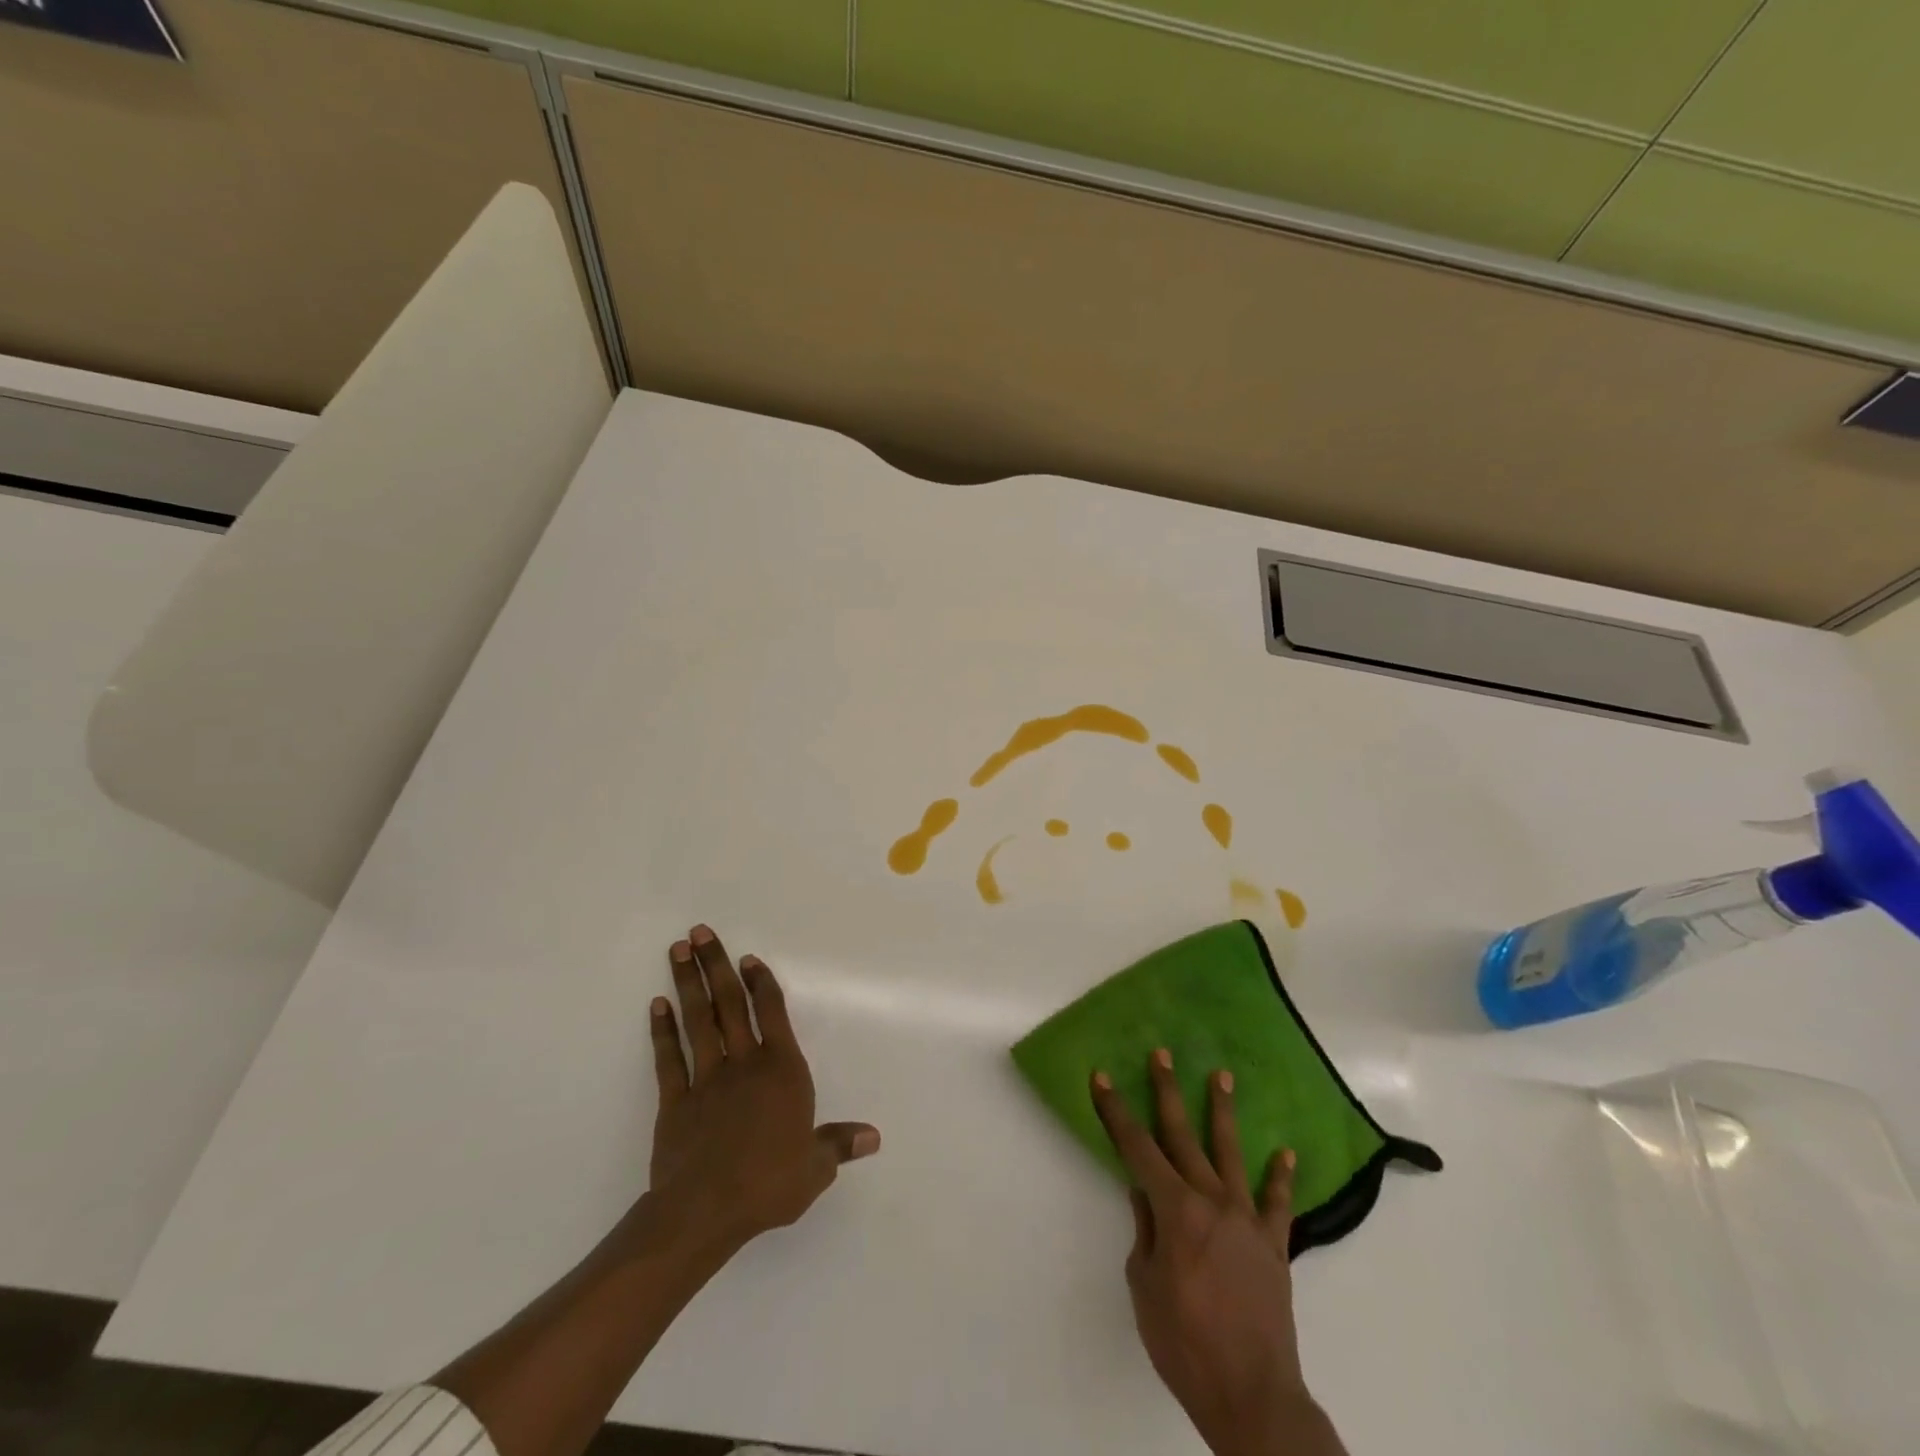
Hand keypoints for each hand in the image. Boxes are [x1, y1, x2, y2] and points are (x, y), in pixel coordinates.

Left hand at [647, 925, 878, 1249]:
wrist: (705, 1212)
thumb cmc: (769, 1183)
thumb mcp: (815, 1167)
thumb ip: (839, 1144)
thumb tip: (874, 1137)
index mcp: (781, 1069)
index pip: (772, 1012)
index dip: (761, 983)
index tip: (748, 958)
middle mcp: (744, 1063)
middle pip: (729, 1004)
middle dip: (716, 965)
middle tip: (699, 932)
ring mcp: (706, 1079)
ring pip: (697, 1021)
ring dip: (688, 984)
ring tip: (677, 951)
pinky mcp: (675, 1101)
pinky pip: (668, 1058)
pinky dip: (662, 1031)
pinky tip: (656, 1005)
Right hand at [1093, 1051, 1343, 1455]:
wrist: (1252, 1397)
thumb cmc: (1185, 1344)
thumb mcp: (1144, 1287)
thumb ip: (1145, 1232)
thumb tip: (1145, 1193)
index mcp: (1175, 1210)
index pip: (1137, 1148)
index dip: (1116, 1111)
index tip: (1102, 1078)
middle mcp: (1211, 1201)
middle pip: (1183, 1136)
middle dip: (1167, 1092)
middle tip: (1162, 1054)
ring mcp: (1247, 1220)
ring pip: (1231, 1153)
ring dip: (1223, 1112)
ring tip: (1221, 1075)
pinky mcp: (1274, 1245)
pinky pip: (1278, 1203)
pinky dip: (1281, 1177)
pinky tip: (1286, 1152)